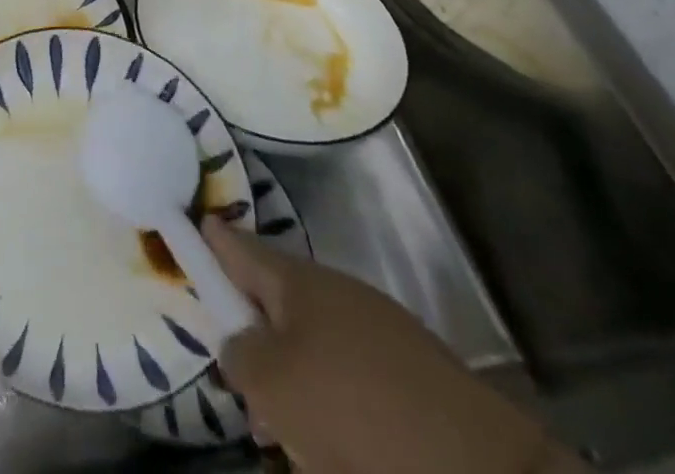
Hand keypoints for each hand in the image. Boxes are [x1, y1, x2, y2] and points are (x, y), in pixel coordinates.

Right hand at [203, 218, 574, 473]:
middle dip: (255, 338)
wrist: (476, 465)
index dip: (215, 239)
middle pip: (278, 302)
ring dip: (295, 386)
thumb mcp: (272, 384)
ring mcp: (379, 332)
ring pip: (315, 348)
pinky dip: (333, 408)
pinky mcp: (413, 378)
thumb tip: (238, 341)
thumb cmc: (353, 409)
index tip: (198, 224)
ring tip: (287, 440)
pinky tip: (334, 452)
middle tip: (242, 387)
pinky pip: (352, 380)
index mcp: (299, 280)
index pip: (242, 248)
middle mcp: (337, 293)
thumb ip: (239, 353)